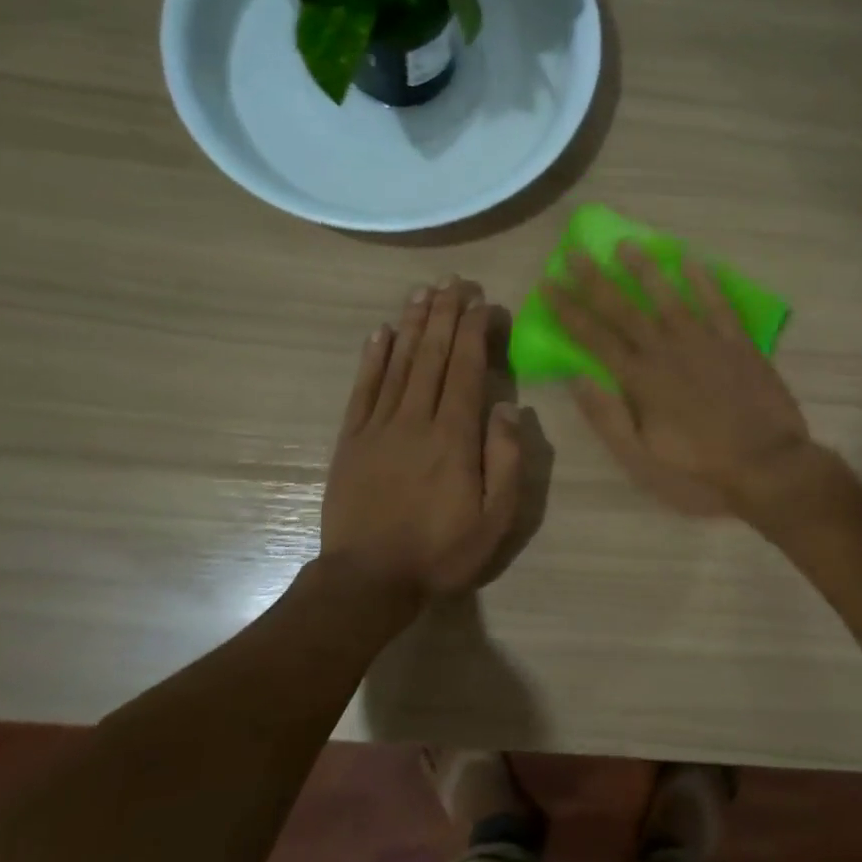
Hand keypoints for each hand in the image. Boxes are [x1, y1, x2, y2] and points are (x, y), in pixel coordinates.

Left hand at [321, 278, 526, 595]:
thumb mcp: (495, 519)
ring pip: (398, 363)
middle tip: (453, 281)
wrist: (368, 579)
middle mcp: (416, 420)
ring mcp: (378, 427)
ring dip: (412, 324)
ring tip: (422, 292)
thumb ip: (506, 460)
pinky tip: (380, 333)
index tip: (481, 302)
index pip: (466, 369)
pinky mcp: (351, 440)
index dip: (473, 331)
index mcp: (454, 437)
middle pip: (432, 356)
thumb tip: (509, 408)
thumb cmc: (441, 552)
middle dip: (444, 314)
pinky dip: (373, 358)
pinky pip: (363, 389)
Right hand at [544, 245, 812, 516]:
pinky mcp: (738, 343)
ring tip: (625, 244)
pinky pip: (717, 304)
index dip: (568, 310)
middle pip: (624, 309)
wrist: (766, 466)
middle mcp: (666, 351)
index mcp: (640, 380)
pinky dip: (704, 281)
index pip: (594, 337)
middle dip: (595, 280)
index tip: (548, 283)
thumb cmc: (699, 470)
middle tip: (575, 251)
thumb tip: (577, 379)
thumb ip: (608, 418)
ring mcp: (705, 342)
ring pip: (668, 297)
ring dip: (644, 270)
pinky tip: (690, 260)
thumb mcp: (641, 459)